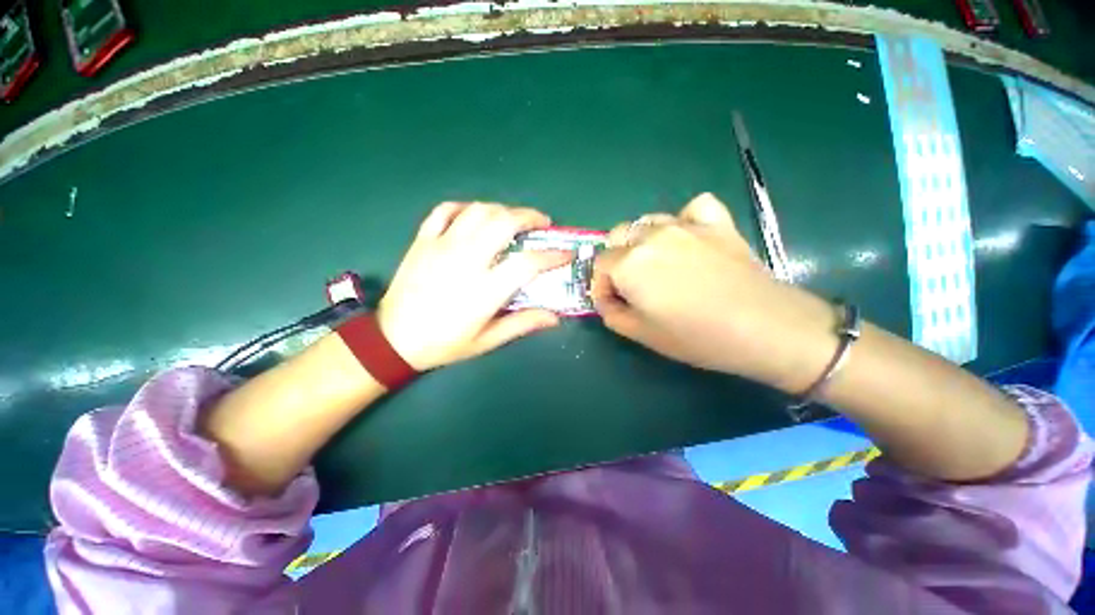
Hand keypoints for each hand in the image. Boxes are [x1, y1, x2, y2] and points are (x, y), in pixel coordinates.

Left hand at [378, 202, 572, 370]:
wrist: (393, 339)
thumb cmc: (444, 343)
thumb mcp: (487, 340)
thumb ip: (522, 324)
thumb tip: (554, 317)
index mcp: (485, 289)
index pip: (528, 262)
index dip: (552, 255)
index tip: (565, 253)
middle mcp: (466, 260)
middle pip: (504, 222)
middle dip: (530, 217)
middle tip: (542, 223)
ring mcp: (442, 245)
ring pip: (479, 210)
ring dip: (502, 210)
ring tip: (513, 220)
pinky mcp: (423, 240)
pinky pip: (446, 210)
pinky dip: (465, 207)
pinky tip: (475, 215)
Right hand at [590, 193, 837, 391]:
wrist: (765, 327)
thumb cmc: (697, 336)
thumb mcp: (641, 334)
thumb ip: (612, 313)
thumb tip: (606, 299)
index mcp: (630, 264)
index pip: (600, 264)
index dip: (602, 285)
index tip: (614, 302)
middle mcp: (652, 236)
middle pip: (618, 235)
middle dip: (617, 259)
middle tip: (632, 284)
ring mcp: (686, 225)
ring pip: (648, 222)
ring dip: (643, 241)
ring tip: (658, 264)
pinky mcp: (717, 222)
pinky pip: (692, 208)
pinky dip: (685, 220)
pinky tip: (689, 238)